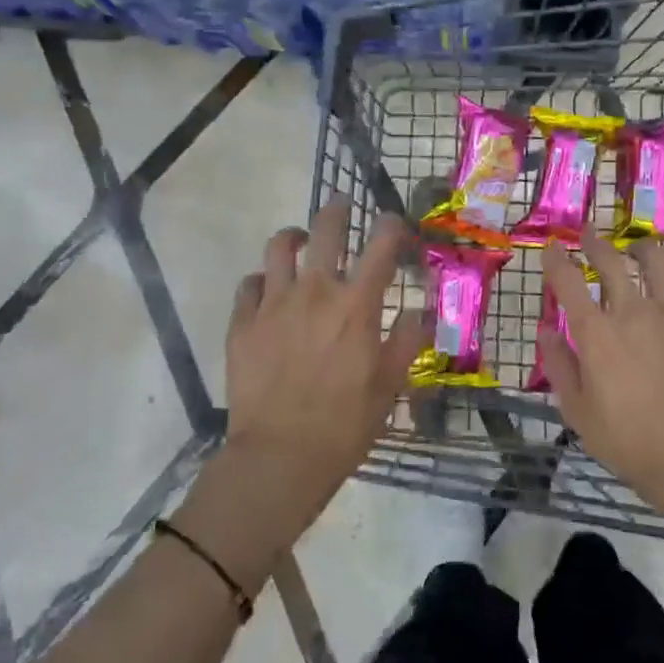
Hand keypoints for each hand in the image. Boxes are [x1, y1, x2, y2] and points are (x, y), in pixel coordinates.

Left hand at [220, 196, 427, 535]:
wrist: (280, 457)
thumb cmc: (345, 423)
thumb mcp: (391, 384)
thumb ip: (408, 338)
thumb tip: (422, 308)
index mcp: (357, 303)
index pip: (382, 242)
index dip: (392, 225)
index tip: (396, 226)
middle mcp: (316, 290)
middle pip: (326, 228)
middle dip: (338, 209)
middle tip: (343, 205)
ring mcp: (273, 303)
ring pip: (279, 246)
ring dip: (294, 237)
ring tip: (301, 242)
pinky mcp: (242, 322)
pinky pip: (249, 283)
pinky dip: (262, 280)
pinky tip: (268, 291)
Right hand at [537, 231, 663, 519]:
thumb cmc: (628, 439)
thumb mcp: (577, 411)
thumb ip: (558, 365)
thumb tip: (546, 331)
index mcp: (596, 332)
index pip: (568, 280)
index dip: (556, 259)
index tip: (552, 247)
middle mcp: (632, 311)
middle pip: (611, 260)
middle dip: (595, 242)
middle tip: (588, 235)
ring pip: (655, 261)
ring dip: (639, 249)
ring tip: (635, 249)